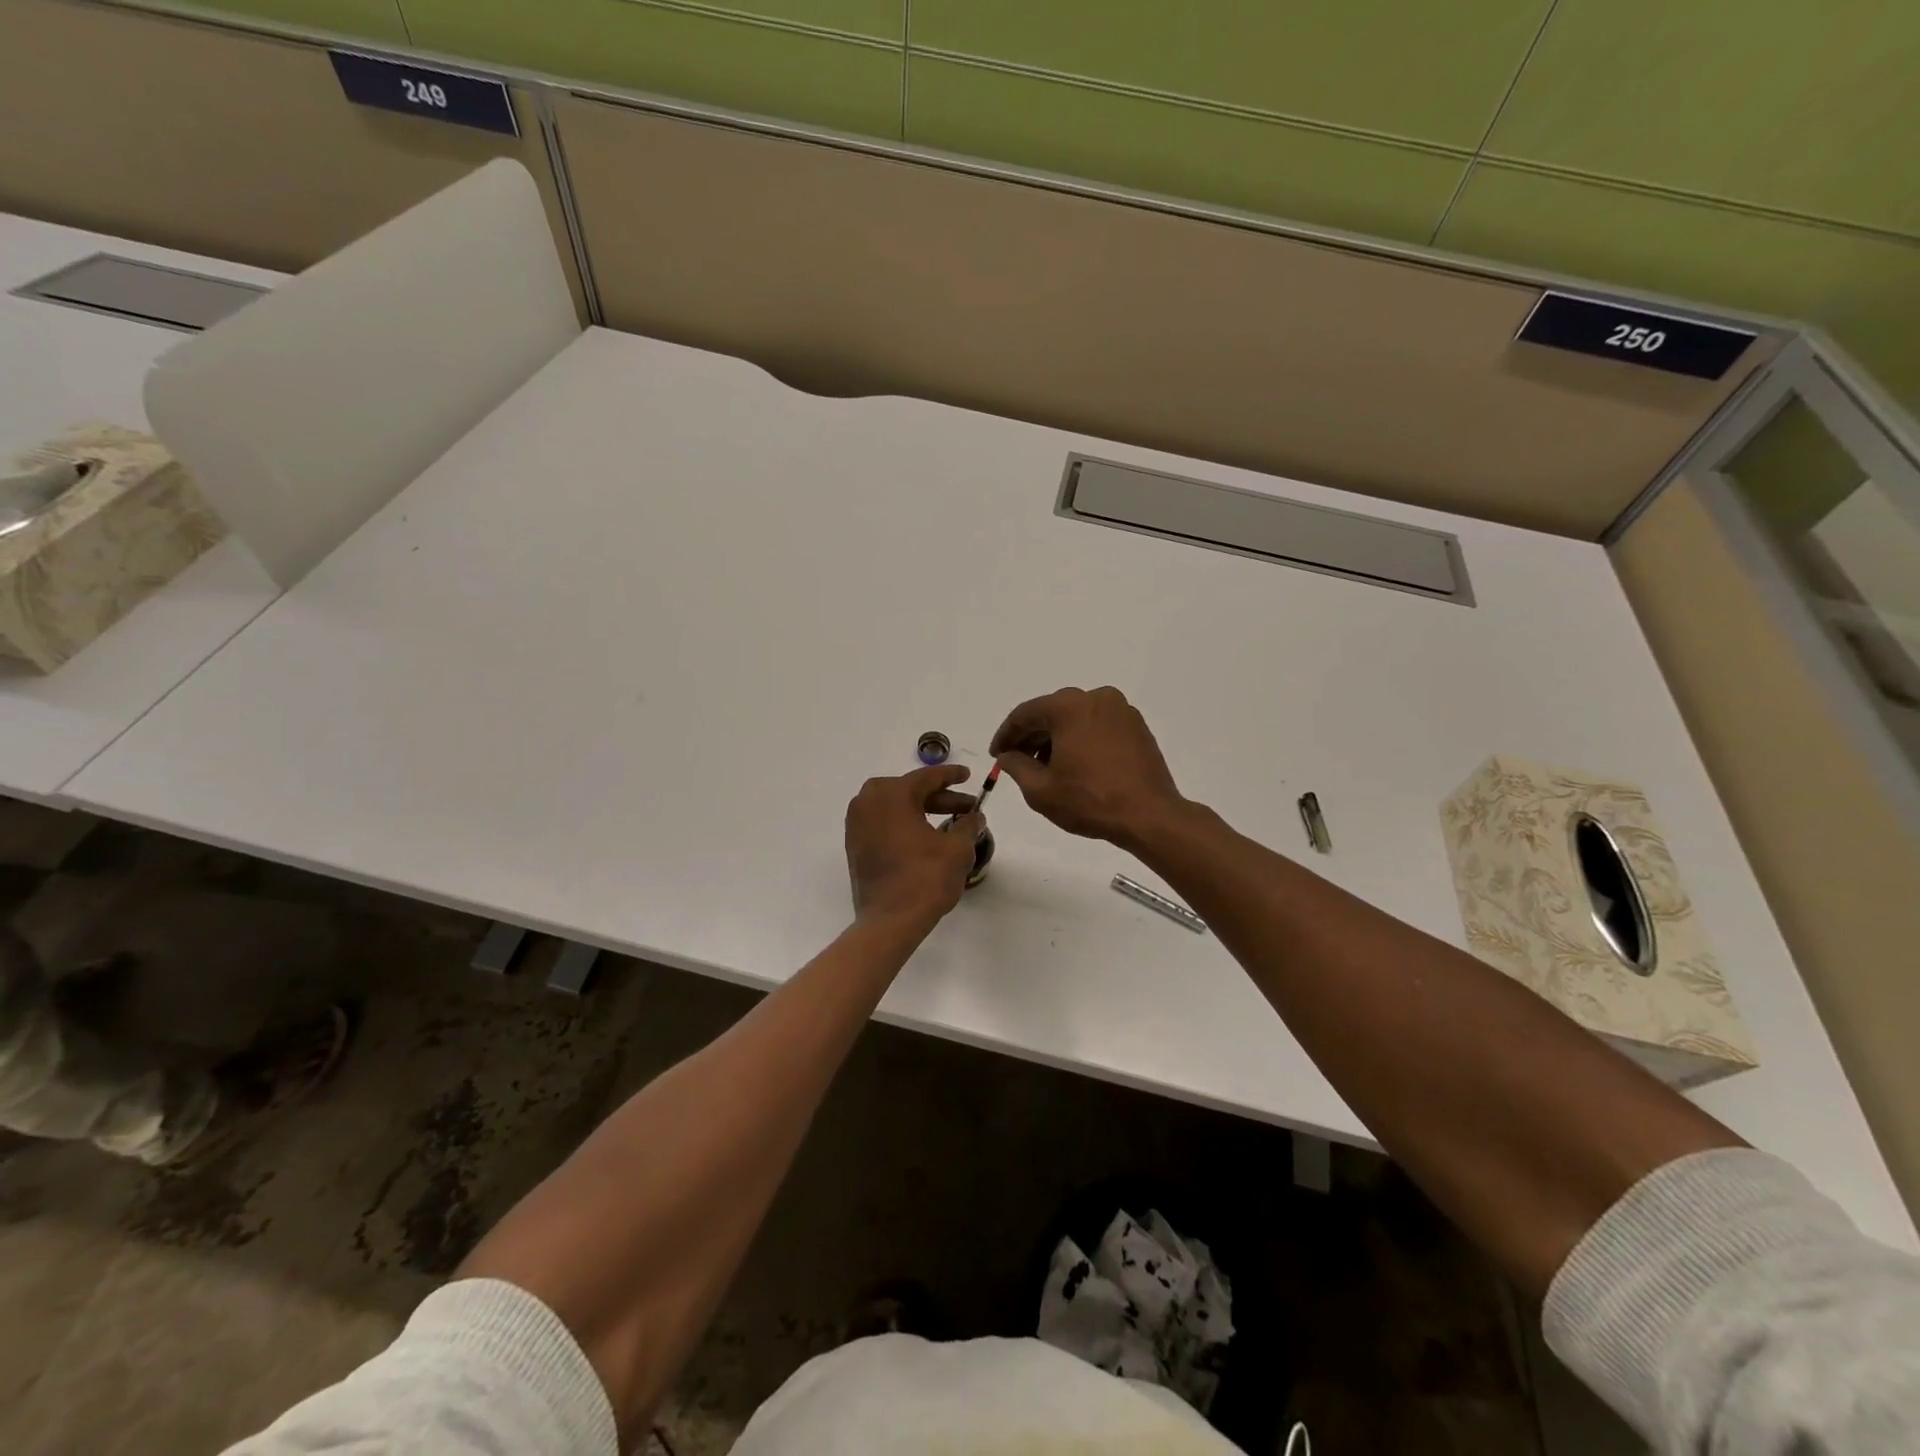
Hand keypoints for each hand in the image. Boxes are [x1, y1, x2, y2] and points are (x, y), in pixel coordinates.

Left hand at [845, 766, 984, 926]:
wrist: (889, 921)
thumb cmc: (925, 879)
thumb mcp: (957, 849)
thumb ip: (968, 825)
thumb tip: (975, 816)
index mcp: (892, 794)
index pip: (927, 777)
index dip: (951, 775)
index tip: (968, 775)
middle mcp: (868, 801)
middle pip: (910, 791)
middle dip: (940, 798)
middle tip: (967, 807)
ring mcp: (857, 823)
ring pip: (896, 807)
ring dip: (922, 811)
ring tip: (951, 822)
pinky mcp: (855, 844)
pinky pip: (884, 822)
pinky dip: (905, 823)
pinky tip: (927, 836)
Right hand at [989, 686, 1185, 846]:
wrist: (1149, 815)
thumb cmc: (1090, 801)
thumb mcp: (1040, 789)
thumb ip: (1016, 766)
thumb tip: (1008, 755)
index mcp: (1069, 706)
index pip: (1025, 714)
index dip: (1006, 735)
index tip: (996, 755)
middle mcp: (1096, 698)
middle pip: (1052, 712)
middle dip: (1032, 736)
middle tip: (1017, 761)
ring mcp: (1121, 710)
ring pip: (1076, 718)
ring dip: (1057, 738)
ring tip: (1046, 768)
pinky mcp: (1136, 726)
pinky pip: (1098, 725)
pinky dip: (1081, 739)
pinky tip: (1075, 764)